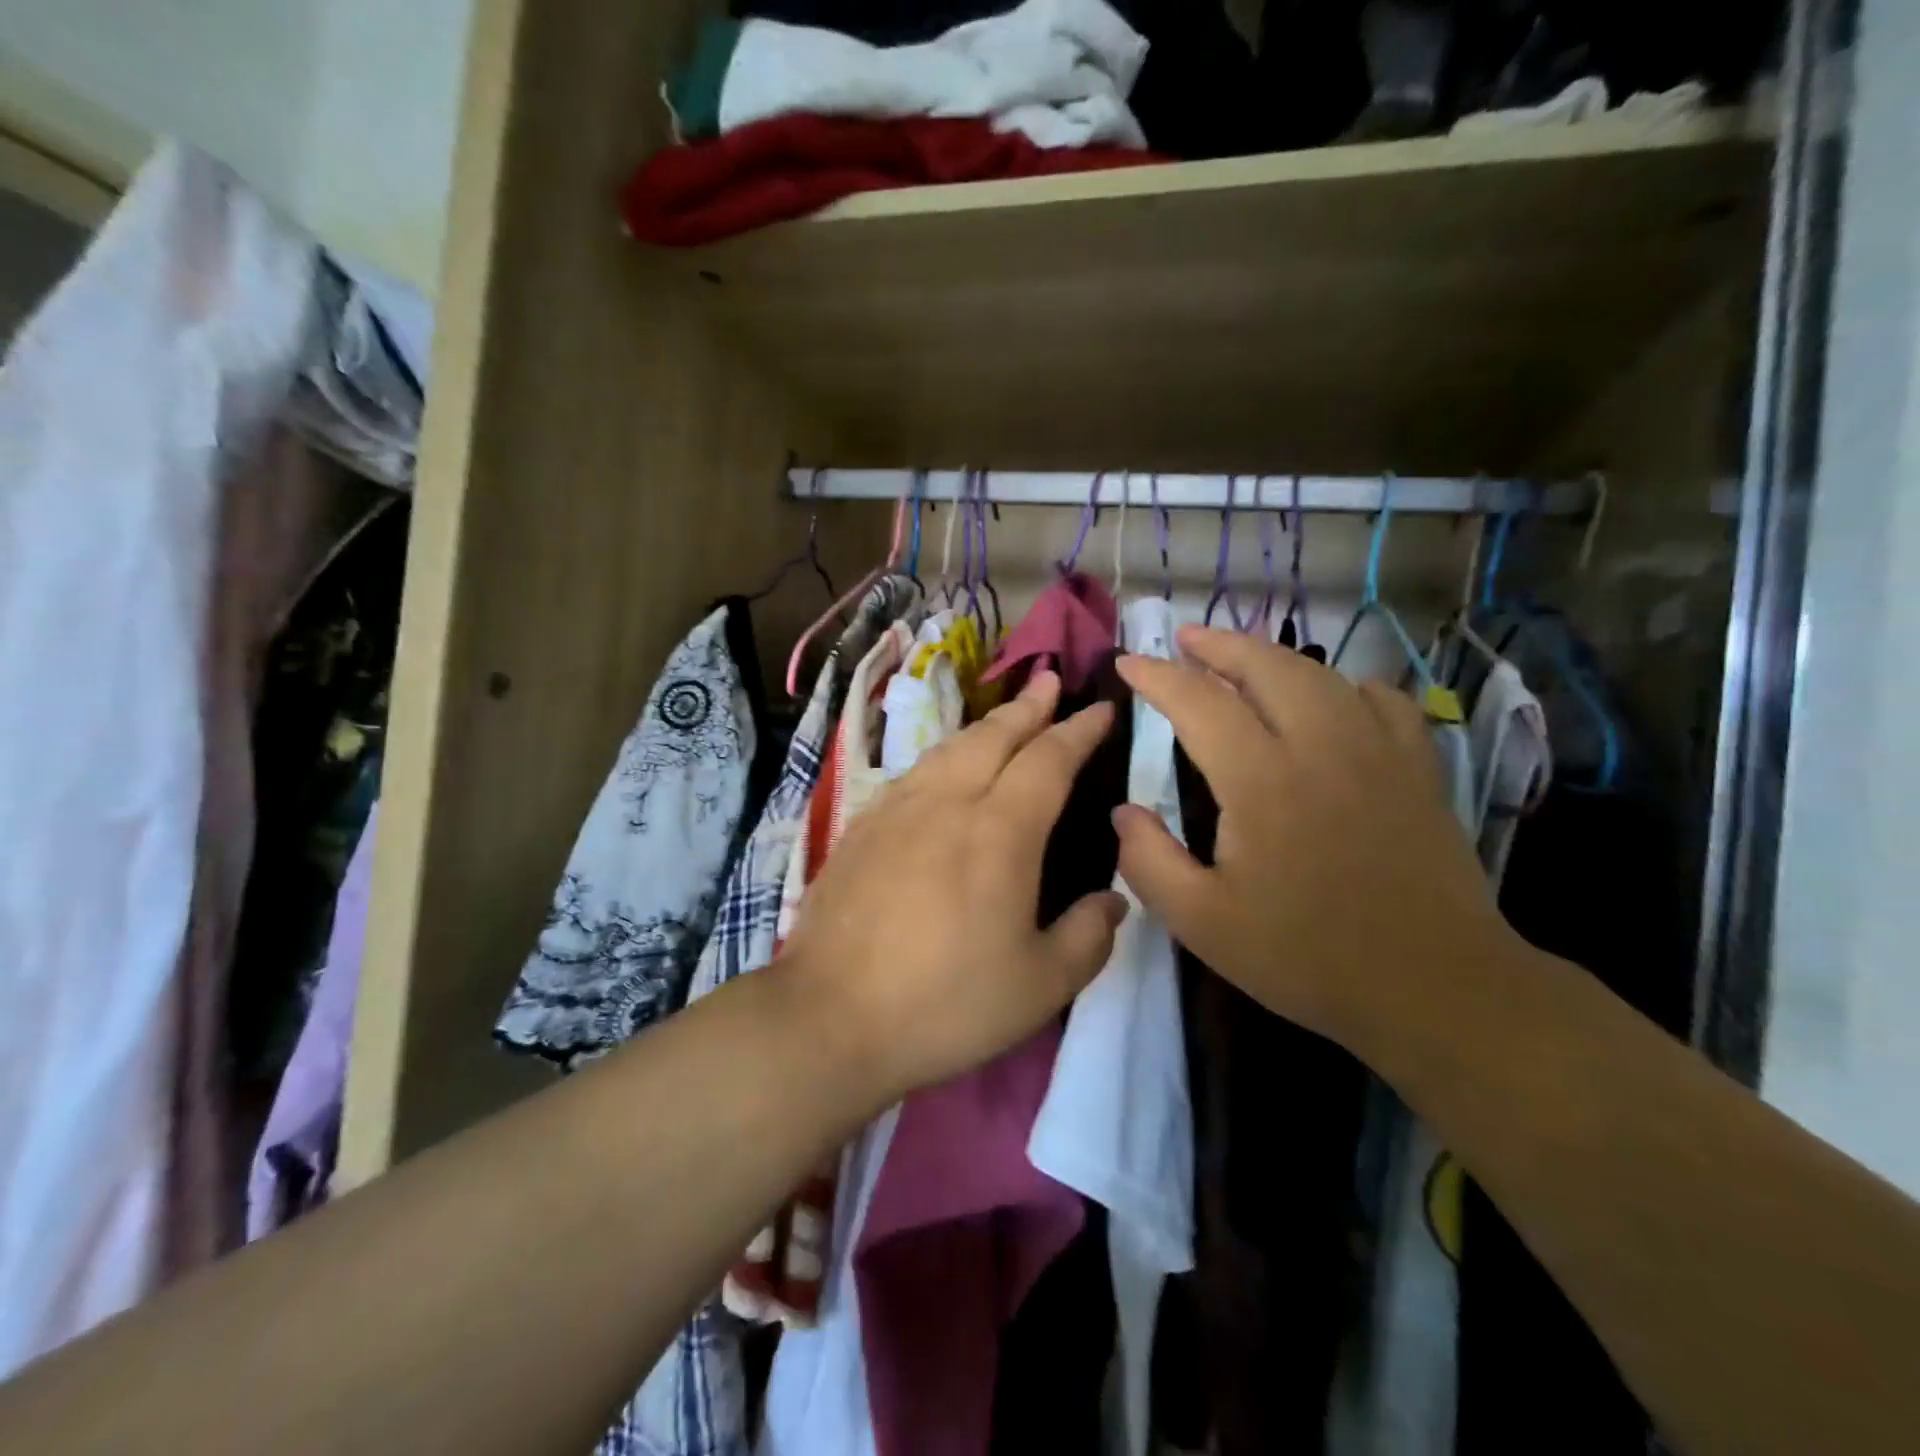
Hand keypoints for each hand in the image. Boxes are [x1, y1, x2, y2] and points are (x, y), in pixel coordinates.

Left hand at [775, 670, 1126, 1105]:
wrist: (830, 1016)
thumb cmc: (945, 1003)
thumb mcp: (1040, 985)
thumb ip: (1088, 936)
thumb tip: (1113, 899)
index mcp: (999, 832)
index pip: (1048, 760)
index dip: (1079, 730)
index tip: (1101, 709)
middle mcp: (947, 804)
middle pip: (994, 737)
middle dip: (1028, 707)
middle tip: (1049, 682)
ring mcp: (896, 811)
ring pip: (948, 748)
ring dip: (985, 726)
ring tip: (1005, 717)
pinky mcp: (861, 828)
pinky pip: (913, 773)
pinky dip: (943, 755)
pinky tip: (944, 768)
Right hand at [1114, 627, 1511, 1049]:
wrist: (1435, 987)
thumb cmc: (1307, 956)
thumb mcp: (1202, 924)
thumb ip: (1149, 862)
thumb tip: (1122, 812)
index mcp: (1262, 781)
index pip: (1199, 703)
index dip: (1158, 677)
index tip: (1128, 663)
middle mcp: (1321, 746)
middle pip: (1266, 666)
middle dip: (1218, 644)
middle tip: (1185, 638)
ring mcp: (1378, 751)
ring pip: (1320, 675)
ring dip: (1273, 657)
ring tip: (1243, 658)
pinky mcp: (1418, 768)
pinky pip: (1381, 700)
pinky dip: (1345, 686)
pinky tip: (1333, 698)